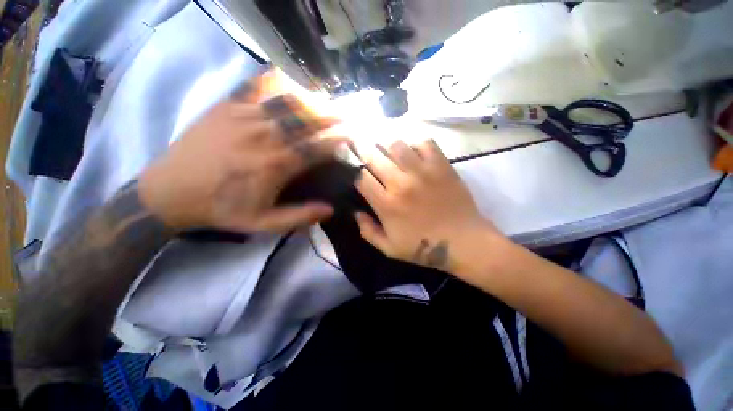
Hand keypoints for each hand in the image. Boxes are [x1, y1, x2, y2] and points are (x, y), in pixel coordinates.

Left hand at [139, 74, 343, 232]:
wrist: (171, 191)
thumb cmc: (222, 208)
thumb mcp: (263, 223)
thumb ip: (299, 217)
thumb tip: (330, 210)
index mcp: (274, 166)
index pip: (315, 148)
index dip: (336, 140)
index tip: (351, 136)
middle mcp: (263, 137)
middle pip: (305, 121)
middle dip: (330, 117)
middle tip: (347, 115)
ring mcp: (243, 118)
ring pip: (286, 103)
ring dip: (311, 101)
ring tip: (326, 101)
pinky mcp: (226, 107)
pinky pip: (256, 88)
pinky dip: (276, 82)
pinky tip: (288, 81)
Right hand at [354, 140, 499, 270]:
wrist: (464, 241)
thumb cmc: (424, 247)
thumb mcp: (389, 248)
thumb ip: (368, 232)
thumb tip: (356, 213)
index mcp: (386, 204)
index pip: (362, 177)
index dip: (356, 172)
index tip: (358, 171)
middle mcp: (400, 183)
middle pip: (374, 156)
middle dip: (363, 150)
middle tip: (361, 146)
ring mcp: (422, 171)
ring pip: (396, 145)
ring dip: (387, 146)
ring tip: (387, 149)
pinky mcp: (441, 165)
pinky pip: (424, 143)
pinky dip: (415, 145)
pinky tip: (413, 152)